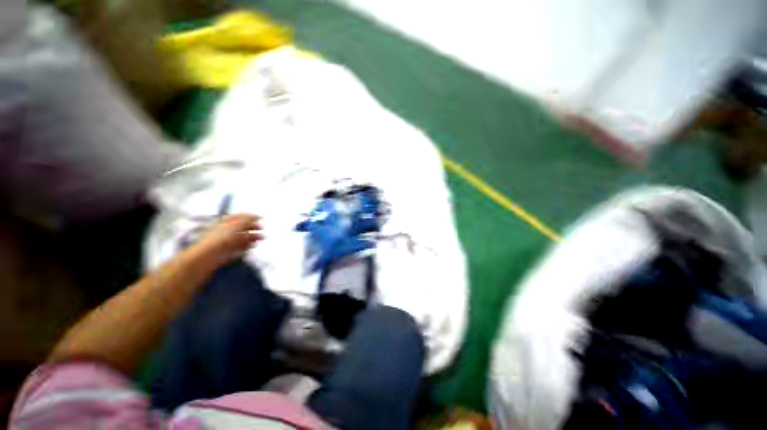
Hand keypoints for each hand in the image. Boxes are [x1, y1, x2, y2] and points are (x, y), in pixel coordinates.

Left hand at [194, 214, 262, 262]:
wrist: (209, 256)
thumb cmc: (222, 236)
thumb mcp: (237, 224)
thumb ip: (248, 219)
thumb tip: (258, 216)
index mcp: (226, 221)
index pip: (240, 216)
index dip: (251, 217)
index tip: (261, 218)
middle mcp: (226, 229)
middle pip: (242, 227)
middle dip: (253, 227)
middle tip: (263, 229)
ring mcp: (227, 241)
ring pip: (242, 237)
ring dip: (253, 237)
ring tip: (262, 238)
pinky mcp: (228, 251)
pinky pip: (240, 246)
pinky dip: (248, 245)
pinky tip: (254, 245)